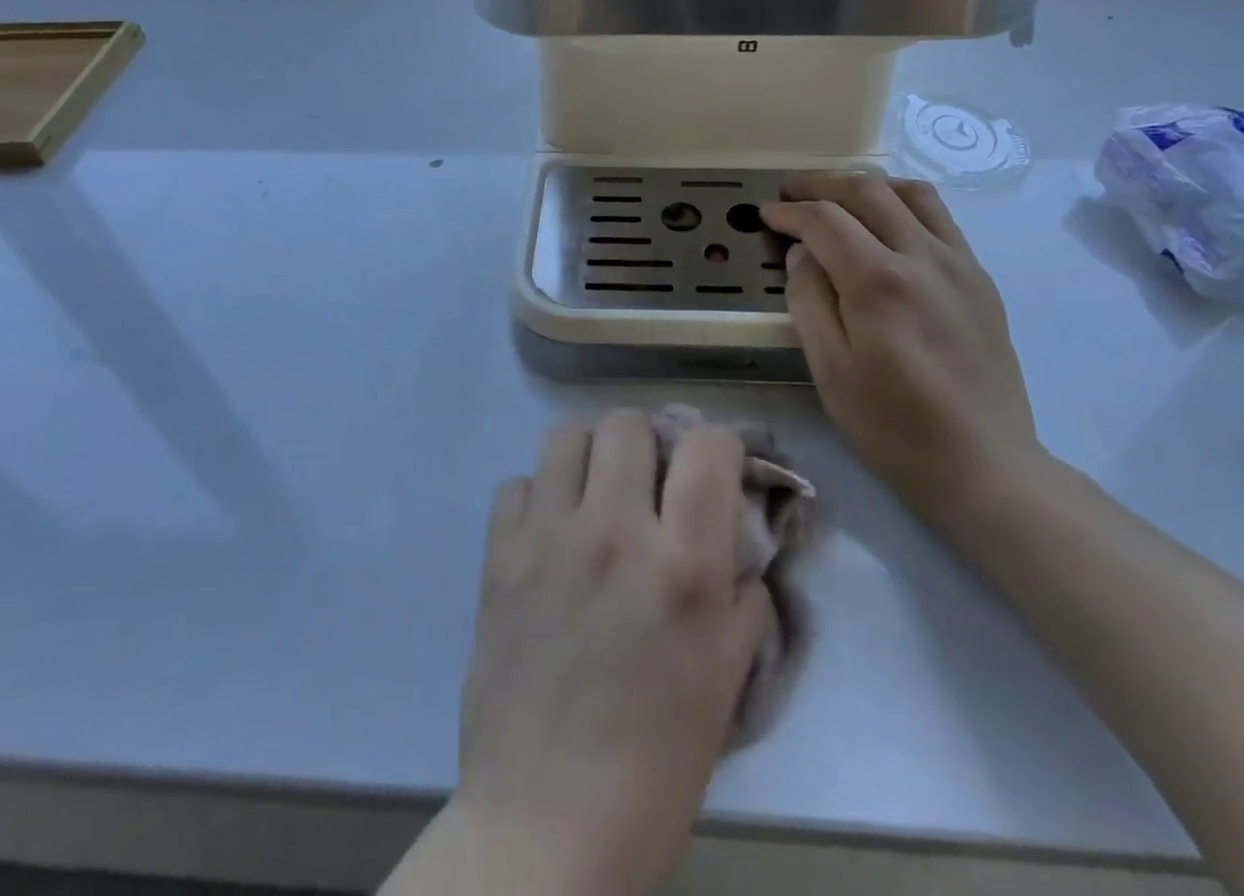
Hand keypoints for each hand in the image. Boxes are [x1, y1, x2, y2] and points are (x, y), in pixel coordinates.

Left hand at [452, 411, 773, 895]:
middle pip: (628, 422)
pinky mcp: (499, 556)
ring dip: (590, 455)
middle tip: (649, 482)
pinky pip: (516, 484)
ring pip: (567, 436)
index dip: (719, 446)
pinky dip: (537, 497)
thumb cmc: (656, 760)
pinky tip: (548, 535)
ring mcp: (549, 538)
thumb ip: (744, 591)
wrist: (547, 821)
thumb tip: (739, 538)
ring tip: (596, 493)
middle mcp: (615, 531)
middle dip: (649, 442)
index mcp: (683, 564)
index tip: (715, 470)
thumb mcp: (728, 676)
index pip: (708, 444)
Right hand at [761, 171, 1046, 527]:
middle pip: (866, 191)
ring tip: (837, 197)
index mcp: (879, 282)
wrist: (984, 464)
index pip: (824, 220)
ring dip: (865, 184)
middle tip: (789, 191)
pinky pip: (940, 217)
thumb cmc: (893, 425)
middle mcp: (922, 257)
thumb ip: (808, 301)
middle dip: (820, 183)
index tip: (766, 215)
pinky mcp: (980, 278)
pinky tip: (887, 224)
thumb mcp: (829, 370)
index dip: (788, 212)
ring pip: (910, 192)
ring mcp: (959, 263)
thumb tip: (800, 253)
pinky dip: (904, 203)